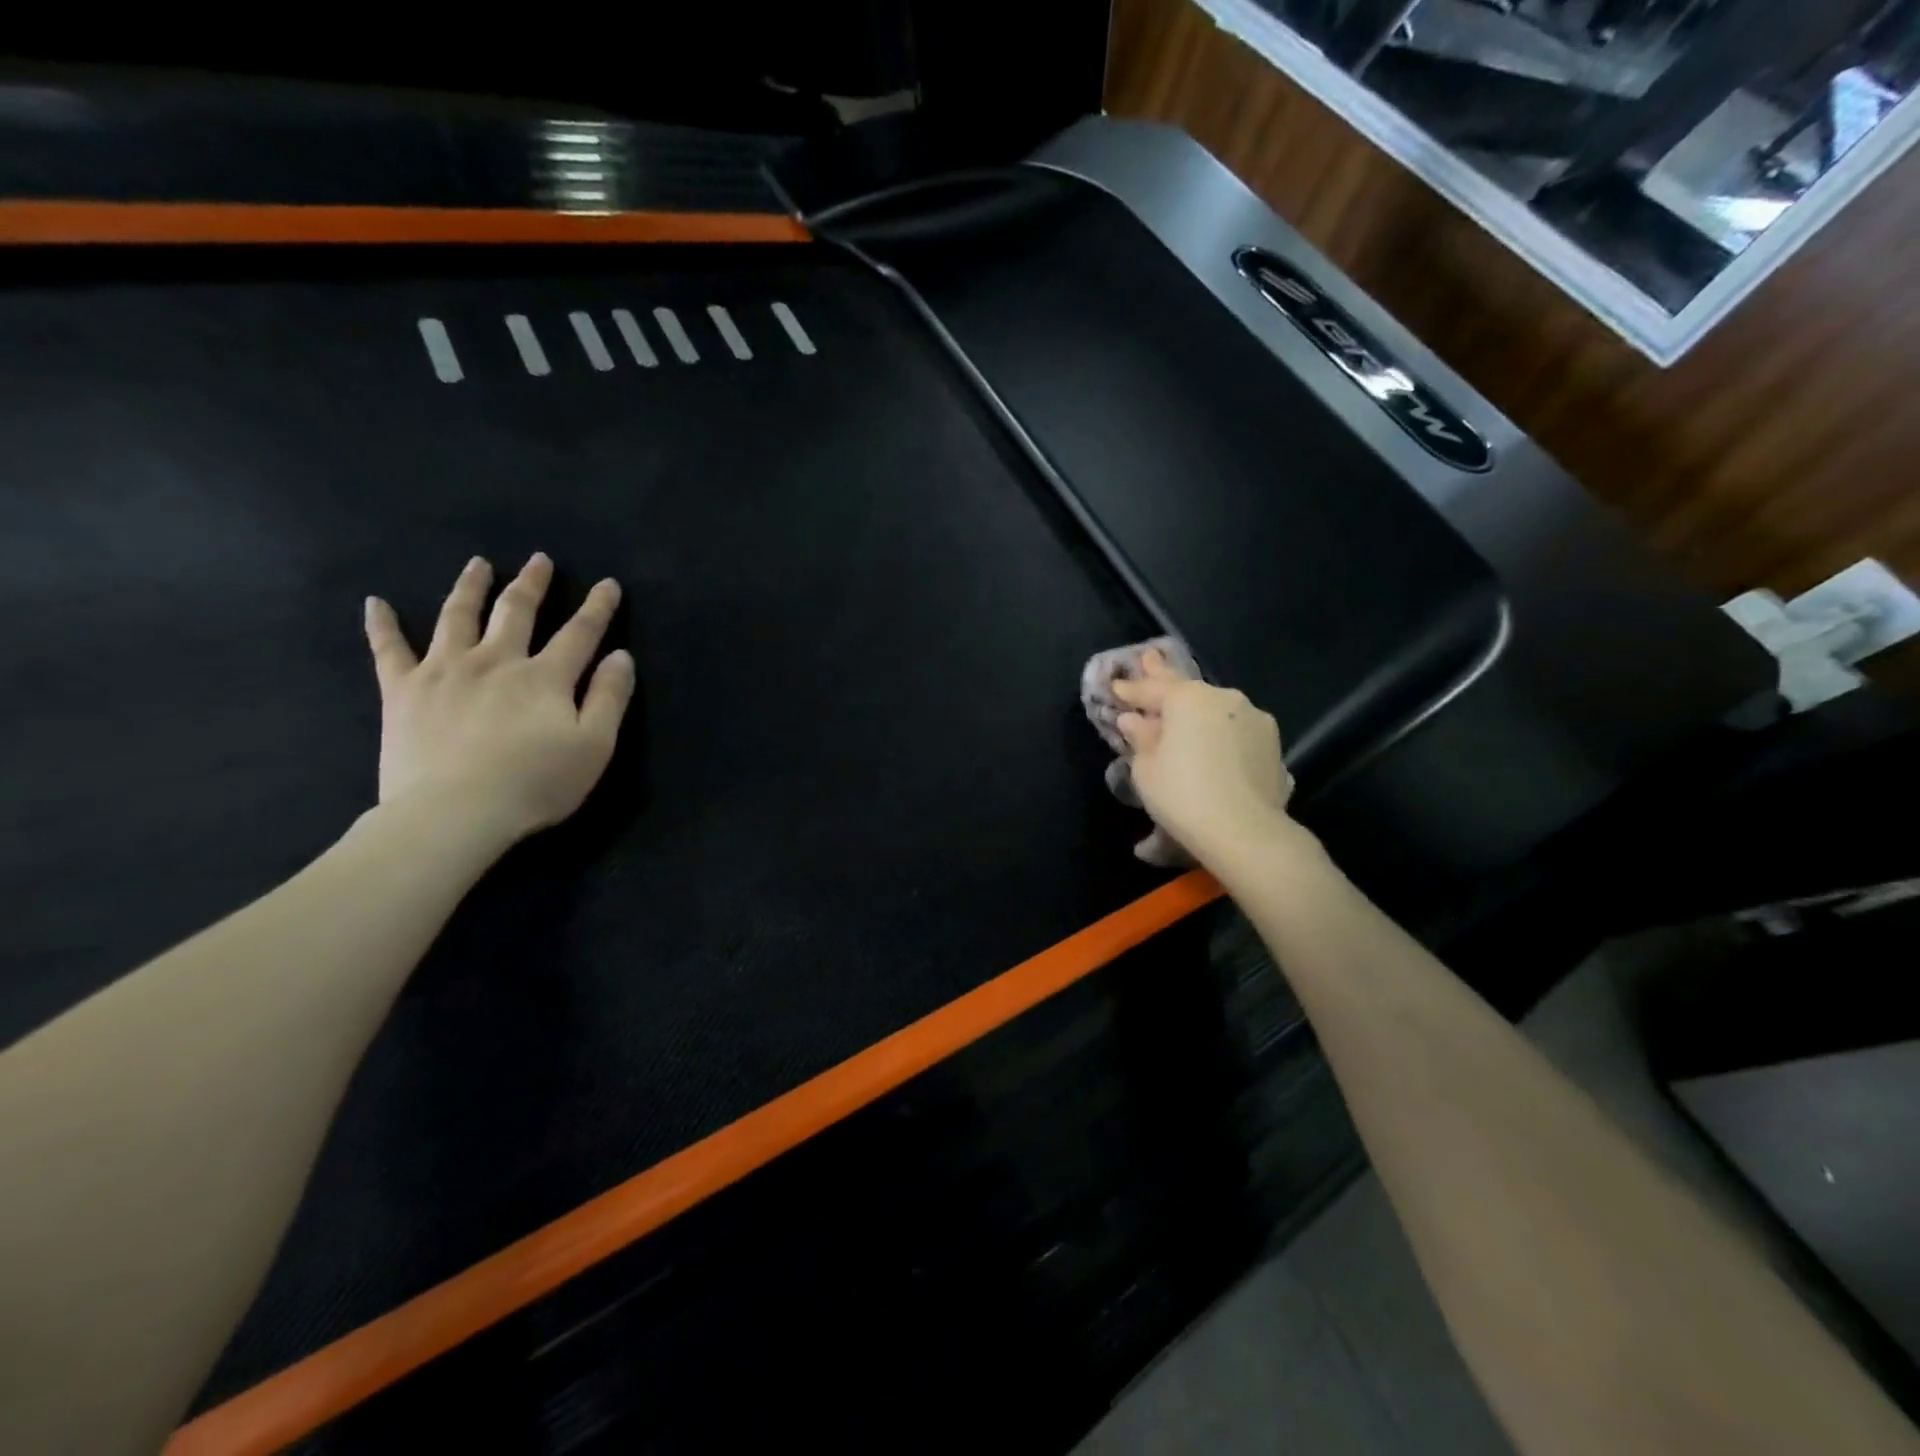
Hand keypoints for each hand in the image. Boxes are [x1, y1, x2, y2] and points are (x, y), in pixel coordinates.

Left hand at [363, 553, 634, 850]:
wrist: (455, 812)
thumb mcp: (594, 745)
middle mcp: (496, 660)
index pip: (580, 632)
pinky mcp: (402, 691)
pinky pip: (388, 649)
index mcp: (545, 676)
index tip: (607, 584)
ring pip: (457, 616)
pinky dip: (381, 624)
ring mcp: (444, 671)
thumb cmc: (535, 782)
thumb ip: (609, 697)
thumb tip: (620, 657)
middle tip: (539, 560)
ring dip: (470, 587)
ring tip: (478, 564)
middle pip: (515, 611)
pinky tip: (375, 602)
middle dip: (532, 584)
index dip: (597, 607)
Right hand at [1112, 650, 1295, 864]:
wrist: (1244, 830)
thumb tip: (1134, 720)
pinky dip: (1219, 733)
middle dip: (1164, 677)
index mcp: (1188, 698)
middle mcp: (1223, 697)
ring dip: (1196, 712)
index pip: (1151, 688)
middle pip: (1187, 689)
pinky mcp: (1272, 742)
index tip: (1115, 686)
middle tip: (1150, 657)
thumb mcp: (1146, 768)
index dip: (1130, 689)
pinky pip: (1234, 730)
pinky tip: (1212, 744)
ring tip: (1182, 716)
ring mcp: (1253, 717)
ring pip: (1215, 709)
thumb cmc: (1181, 795)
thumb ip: (1140, 737)